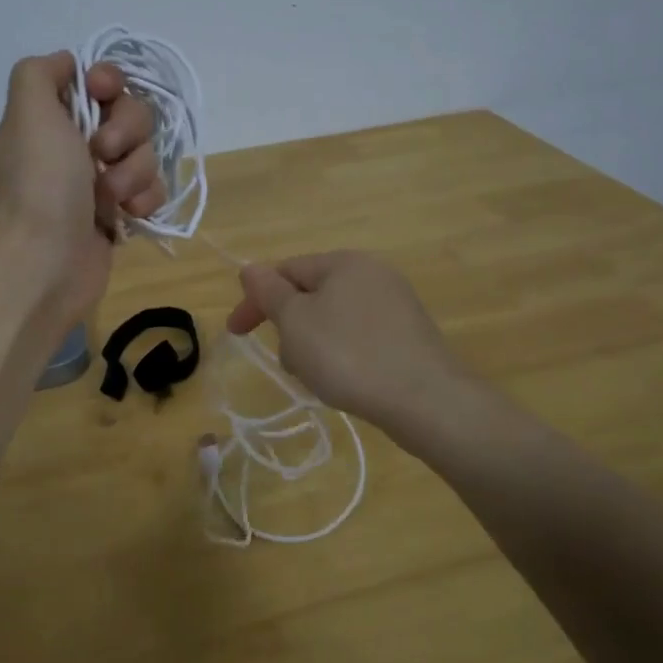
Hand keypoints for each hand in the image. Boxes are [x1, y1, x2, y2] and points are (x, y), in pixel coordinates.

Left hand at [0, 53, 161, 326]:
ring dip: (134, 172)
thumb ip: (40, 72)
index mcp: (51, 118)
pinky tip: (127, 215)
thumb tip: (69, 65)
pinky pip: (153, 188)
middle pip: (131, 113)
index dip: (109, 81)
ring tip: (110, 198)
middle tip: (102, 153)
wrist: (47, 262)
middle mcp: (75, 145)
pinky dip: (144, 199)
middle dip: (126, 131)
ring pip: (146, 152)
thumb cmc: (41, 184)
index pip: (97, 81)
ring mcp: (100, 180)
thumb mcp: (27, 112)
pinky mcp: (121, 212)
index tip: (104, 91)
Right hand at [226, 251, 468, 438]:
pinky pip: (359, 337)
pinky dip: (342, 355)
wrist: (426, 401)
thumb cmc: (349, 355)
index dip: (256, 300)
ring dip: (313, 345)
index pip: (286, 271)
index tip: (235, 333)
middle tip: (287, 362)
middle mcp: (373, 274)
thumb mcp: (296, 321)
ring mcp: (396, 305)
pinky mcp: (409, 336)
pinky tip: (345, 381)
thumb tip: (249, 268)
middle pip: (311, 295)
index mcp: (344, 262)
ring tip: (317, 378)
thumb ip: (269, 292)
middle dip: (289, 327)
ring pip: (333, 319)